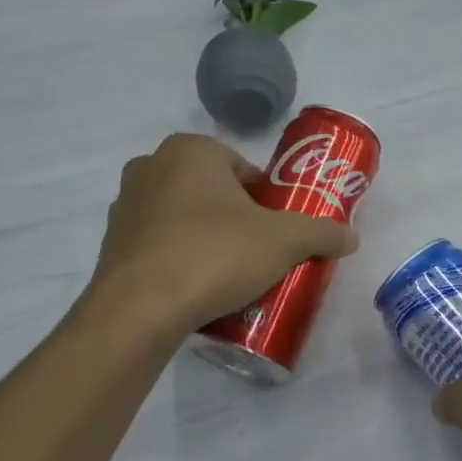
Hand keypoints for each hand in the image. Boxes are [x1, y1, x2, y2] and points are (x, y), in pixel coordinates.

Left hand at [85, 133, 357, 336]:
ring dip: (206, 237)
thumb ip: (322, 232)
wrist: (140, 310)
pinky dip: (178, 259)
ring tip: (228, 276)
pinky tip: (195, 289)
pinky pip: (158, 244)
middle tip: (258, 254)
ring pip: (183, 217)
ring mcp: (125, 205)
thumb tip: (351, 237)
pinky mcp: (110, 244)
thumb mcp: (284, 241)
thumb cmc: (215, 254)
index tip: (277, 232)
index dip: (267, 201)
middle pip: (213, 191)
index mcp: (191, 150)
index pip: (244, 170)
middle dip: (236, 219)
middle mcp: (151, 166)